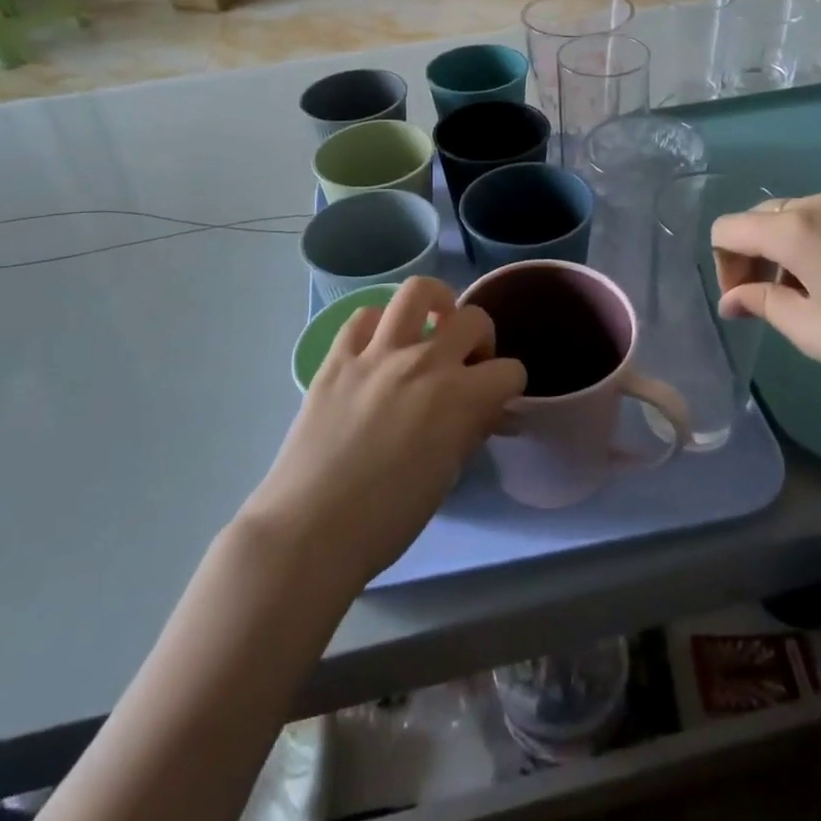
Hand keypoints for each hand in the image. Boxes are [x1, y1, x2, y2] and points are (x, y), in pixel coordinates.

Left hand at [240, 277, 525, 588]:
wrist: (311, 528)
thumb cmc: (387, 520)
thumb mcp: (446, 477)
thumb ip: (469, 430)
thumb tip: (481, 411)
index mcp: (459, 397)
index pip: (509, 371)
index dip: (509, 387)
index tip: (496, 401)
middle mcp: (424, 361)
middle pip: (473, 320)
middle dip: (482, 339)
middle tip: (467, 364)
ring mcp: (377, 353)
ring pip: (417, 291)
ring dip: (435, 303)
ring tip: (432, 324)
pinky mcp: (338, 356)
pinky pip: (364, 316)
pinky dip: (380, 324)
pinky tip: (380, 346)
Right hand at [709, 193, 820, 387]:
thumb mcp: (811, 330)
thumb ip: (761, 304)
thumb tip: (732, 299)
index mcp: (793, 228)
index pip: (728, 229)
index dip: (724, 266)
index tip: (746, 304)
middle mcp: (820, 203)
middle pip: (761, 218)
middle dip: (753, 257)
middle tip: (773, 301)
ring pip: (799, 217)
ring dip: (788, 251)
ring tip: (815, 296)